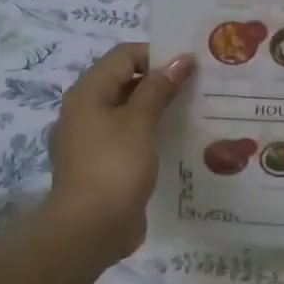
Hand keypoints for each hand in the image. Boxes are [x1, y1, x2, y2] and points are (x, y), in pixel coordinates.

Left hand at [47, 43, 194, 260]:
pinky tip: (175, 142)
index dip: (156, 55)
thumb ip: (159, 88)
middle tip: (198, 88)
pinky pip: (129, 139)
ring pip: (129, 112)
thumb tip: (181, 59)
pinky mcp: (103, 165)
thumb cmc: (115, 166)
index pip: (123, 56)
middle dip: (160, 82)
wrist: (91, 228)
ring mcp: (92, 141)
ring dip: (158, 110)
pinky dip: (151, 135)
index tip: (190, 67)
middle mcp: (85, 112)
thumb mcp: (140, 122)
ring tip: (193, 113)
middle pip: (125, 82)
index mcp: (87, 94)